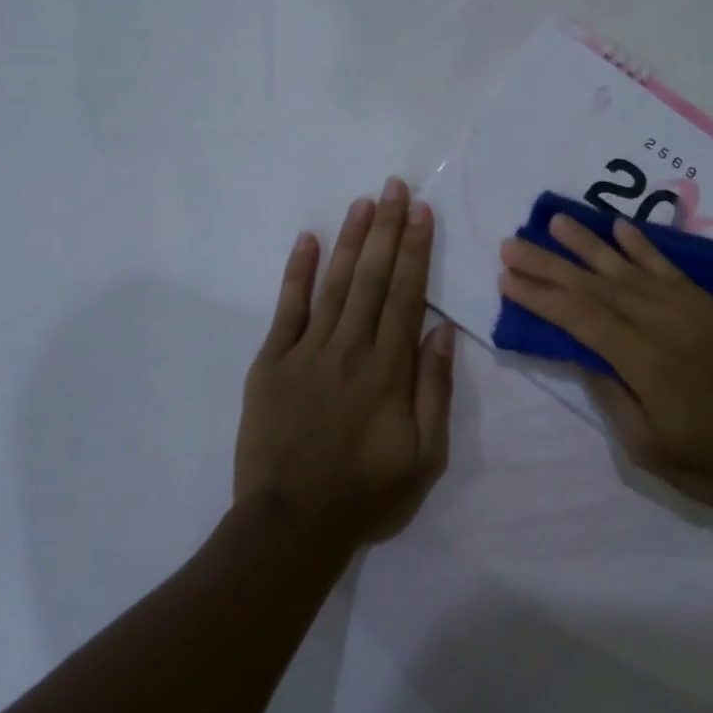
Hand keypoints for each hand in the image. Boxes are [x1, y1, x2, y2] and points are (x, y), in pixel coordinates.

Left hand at [236, 178, 456, 548]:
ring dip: (351, 240)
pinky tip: (308, 240)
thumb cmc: (367, 494)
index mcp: (389, 370)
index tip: (422, 213)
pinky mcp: (271, 364)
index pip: (407, 295)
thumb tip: (441, 331)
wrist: (291, 526)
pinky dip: (297, 273)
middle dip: (387, 229)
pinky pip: (287, 310)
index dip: (416, 250)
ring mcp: (306, 353)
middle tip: (395, 186)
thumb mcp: (425, 456)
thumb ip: (434, 390)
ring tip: (363, 202)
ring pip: (335, 284)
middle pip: (373, 277)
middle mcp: (350, 349)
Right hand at [498, 213, 712, 511]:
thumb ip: (614, 397)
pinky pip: (669, 268)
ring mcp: (692, 309)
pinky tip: (619, 228)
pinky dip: (642, 246)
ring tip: (554, 221)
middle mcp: (666, 323)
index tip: (507, 278)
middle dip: (550, 263)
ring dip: (588, 243)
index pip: (582, 318)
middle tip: (512, 243)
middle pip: (597, 286)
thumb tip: (583, 355)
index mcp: (647, 363)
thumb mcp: (651, 450)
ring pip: (629, 268)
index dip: (542, 296)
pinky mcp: (712, 305)